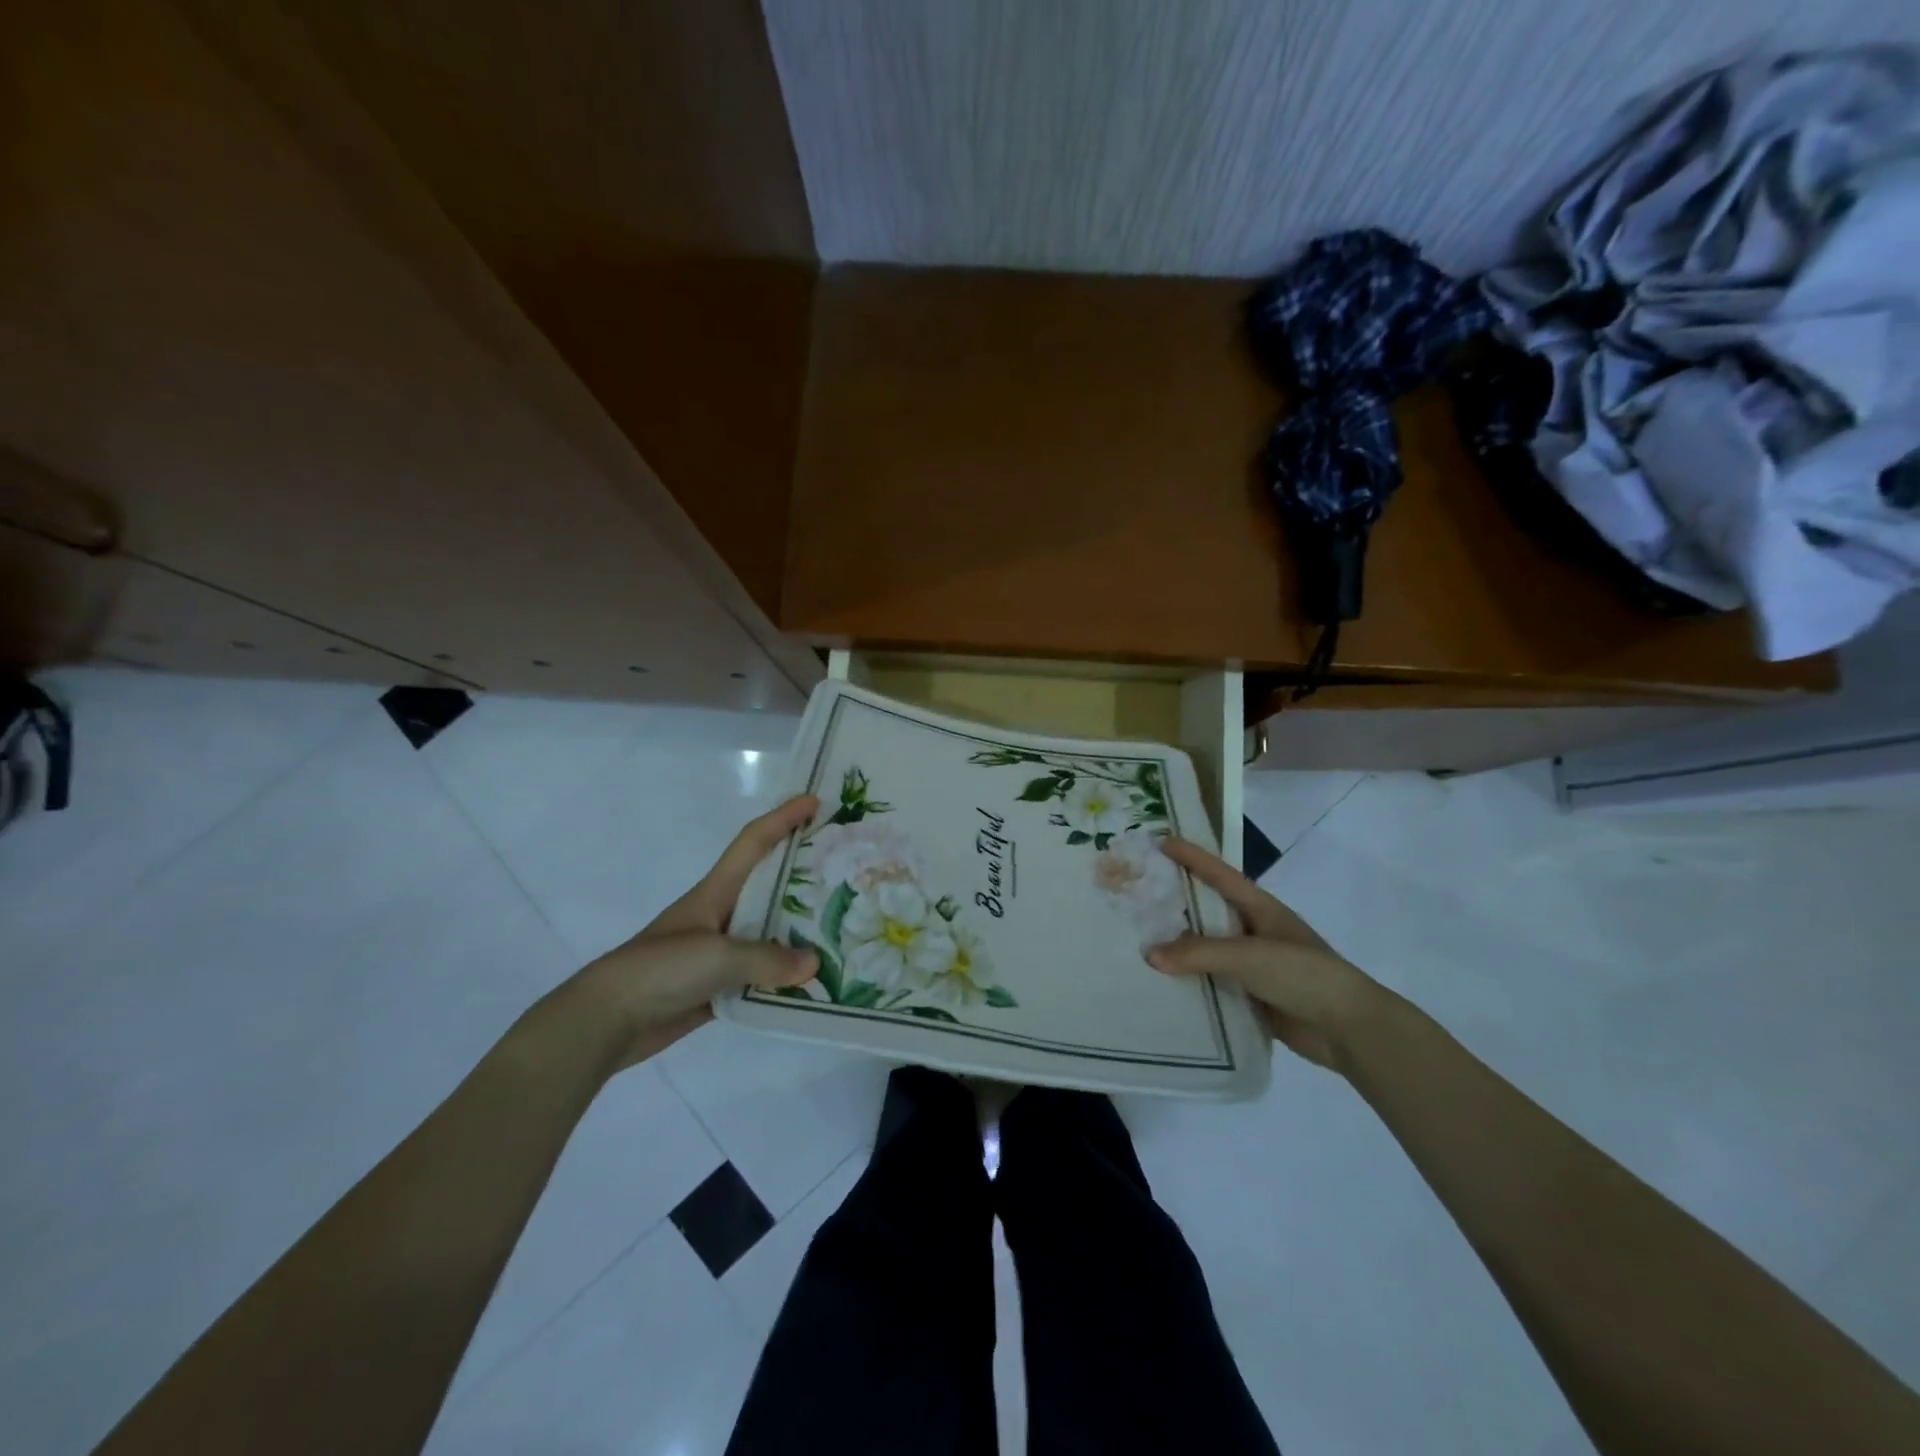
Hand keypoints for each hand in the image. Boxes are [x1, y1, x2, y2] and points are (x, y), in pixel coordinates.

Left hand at [548, 795, 821, 1069]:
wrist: (607, 1020)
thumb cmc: (660, 969)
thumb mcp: (716, 955)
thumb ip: (767, 959)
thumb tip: (814, 964)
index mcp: (716, 891)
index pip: (753, 843)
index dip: (783, 818)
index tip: (815, 801)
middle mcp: (722, 915)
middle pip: (770, 886)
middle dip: (804, 874)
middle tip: (845, 870)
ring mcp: (720, 952)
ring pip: (770, 933)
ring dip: (801, 932)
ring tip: (843, 929)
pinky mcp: (718, 986)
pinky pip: (762, 976)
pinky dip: (786, 978)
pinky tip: (815, 983)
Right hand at [1147, 837, 1396, 1071]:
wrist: (1349, 1029)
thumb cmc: (1304, 975)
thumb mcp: (1250, 956)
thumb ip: (1199, 953)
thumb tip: (1149, 954)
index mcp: (1261, 909)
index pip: (1220, 875)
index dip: (1192, 857)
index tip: (1162, 841)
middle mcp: (1254, 932)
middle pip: (1207, 911)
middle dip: (1175, 902)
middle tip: (1135, 895)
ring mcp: (1253, 965)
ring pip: (1206, 950)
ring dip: (1178, 948)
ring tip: (1136, 941)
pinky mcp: (1251, 996)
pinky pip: (1212, 983)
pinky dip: (1189, 982)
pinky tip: (1160, 985)